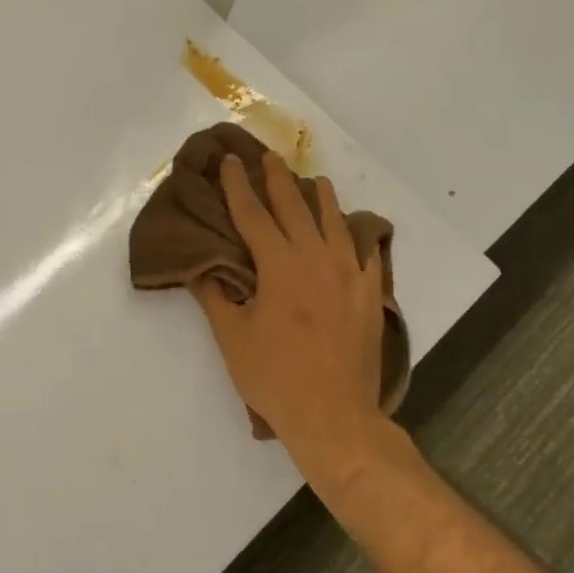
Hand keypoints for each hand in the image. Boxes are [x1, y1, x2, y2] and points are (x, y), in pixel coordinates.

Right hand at [194, 153, 386, 458]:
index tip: (229, 162)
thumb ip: (217, 296)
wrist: (333, 415)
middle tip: (267, 157)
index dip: (237, 186)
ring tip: (315, 180)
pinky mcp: (371, 294)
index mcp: (279, 266)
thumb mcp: (232, 337)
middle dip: (278, 180)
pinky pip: (367, 253)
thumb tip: (202, 267)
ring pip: (335, 223)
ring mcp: (350, 275)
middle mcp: (316, 259)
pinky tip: (355, 230)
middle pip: (294, 208)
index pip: (252, 215)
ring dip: (321, 198)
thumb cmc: (274, 377)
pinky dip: (358, 235)